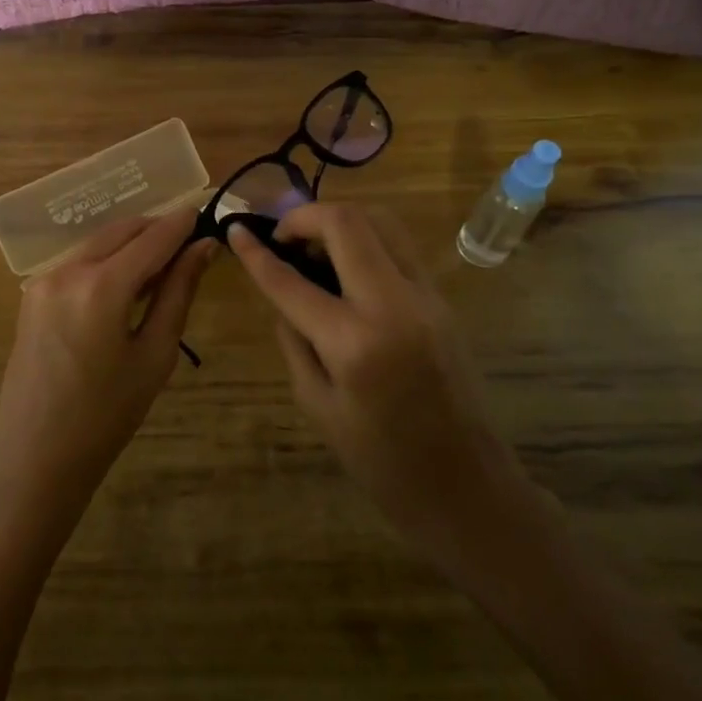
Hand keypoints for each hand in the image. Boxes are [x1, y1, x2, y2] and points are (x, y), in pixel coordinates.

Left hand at [0, 210, 215, 518]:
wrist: (40, 455)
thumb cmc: (108, 414)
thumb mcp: (154, 354)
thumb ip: (178, 292)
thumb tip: (203, 248)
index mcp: (100, 286)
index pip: (152, 238)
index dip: (182, 224)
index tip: (206, 214)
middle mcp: (67, 270)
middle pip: (122, 231)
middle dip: (156, 230)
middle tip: (189, 244)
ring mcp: (43, 280)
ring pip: (98, 243)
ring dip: (131, 245)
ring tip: (162, 267)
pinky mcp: (31, 294)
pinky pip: (77, 262)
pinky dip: (106, 261)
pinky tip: (125, 283)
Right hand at [227, 204, 530, 564]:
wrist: (465, 484)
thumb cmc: (380, 461)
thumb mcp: (317, 405)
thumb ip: (294, 340)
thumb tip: (284, 294)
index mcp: (353, 342)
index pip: (291, 280)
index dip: (256, 252)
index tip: (235, 230)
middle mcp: (393, 304)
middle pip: (348, 222)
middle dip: (304, 216)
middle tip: (282, 237)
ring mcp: (426, 296)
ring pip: (381, 222)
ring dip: (339, 222)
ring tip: (313, 247)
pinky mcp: (442, 299)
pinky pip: (398, 248)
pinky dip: (365, 241)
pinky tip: (345, 268)